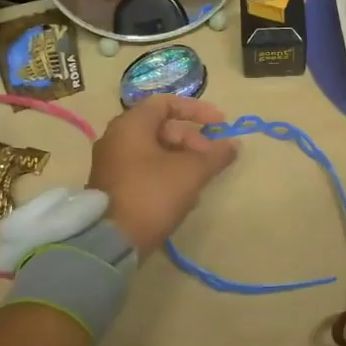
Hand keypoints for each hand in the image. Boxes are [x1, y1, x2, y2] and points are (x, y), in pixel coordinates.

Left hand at [88, 95, 237, 253]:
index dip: (197, 110)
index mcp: (131, 125)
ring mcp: (112, 164)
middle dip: (192, 140)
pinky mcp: (113, 187)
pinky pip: (145, 169)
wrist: (111, 242)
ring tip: (201, 180)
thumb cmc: (152, 194)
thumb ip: (215, 155)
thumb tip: (233, 144)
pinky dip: (167, 174)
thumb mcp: (190, 172)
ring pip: (155, 151)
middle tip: (211, 159)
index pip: (166, 103)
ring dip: (182, 160)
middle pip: (161, 128)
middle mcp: (116, 138)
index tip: (220, 124)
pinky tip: (184, 195)